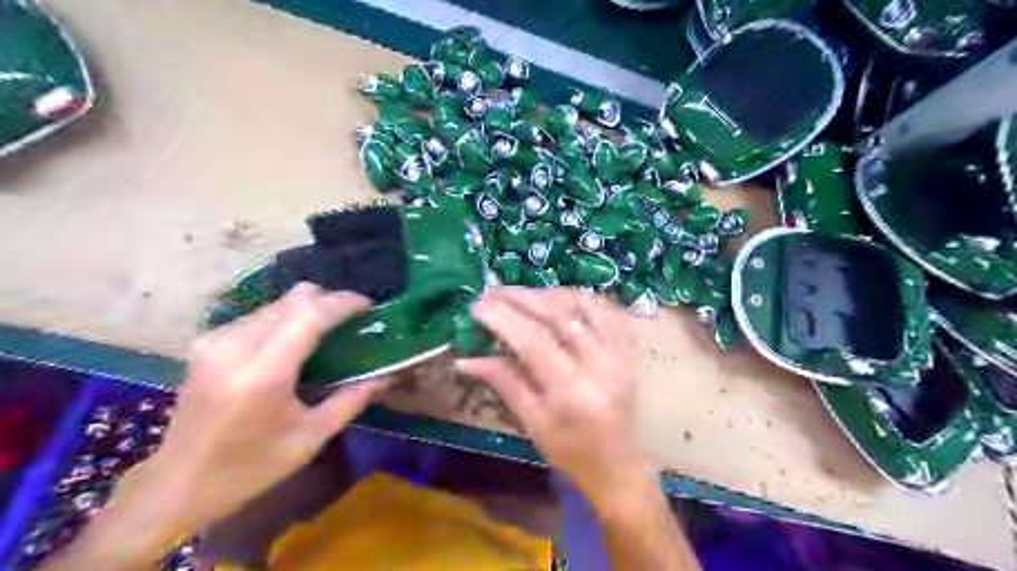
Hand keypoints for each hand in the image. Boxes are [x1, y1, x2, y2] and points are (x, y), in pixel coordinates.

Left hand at [120, 285, 389, 534]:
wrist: (175, 485)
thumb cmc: (249, 469)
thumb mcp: (310, 438)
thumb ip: (352, 400)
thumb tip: (386, 375)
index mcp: (263, 373)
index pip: (310, 314)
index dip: (343, 303)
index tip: (369, 306)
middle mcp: (235, 346)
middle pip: (294, 298)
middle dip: (329, 302)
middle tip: (352, 321)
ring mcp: (216, 341)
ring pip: (277, 302)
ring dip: (308, 309)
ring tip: (328, 332)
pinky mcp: (207, 343)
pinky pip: (260, 314)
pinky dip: (286, 318)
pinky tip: (296, 342)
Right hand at [460, 291, 645, 507]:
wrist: (618, 466)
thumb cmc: (570, 452)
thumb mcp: (532, 424)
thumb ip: (504, 383)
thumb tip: (465, 359)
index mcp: (574, 392)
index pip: (535, 341)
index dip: (503, 319)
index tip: (477, 305)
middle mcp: (602, 365)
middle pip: (559, 316)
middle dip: (522, 298)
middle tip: (492, 291)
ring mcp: (620, 354)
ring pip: (583, 305)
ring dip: (548, 293)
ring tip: (519, 293)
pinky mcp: (628, 350)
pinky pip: (605, 310)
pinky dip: (578, 298)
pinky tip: (556, 296)